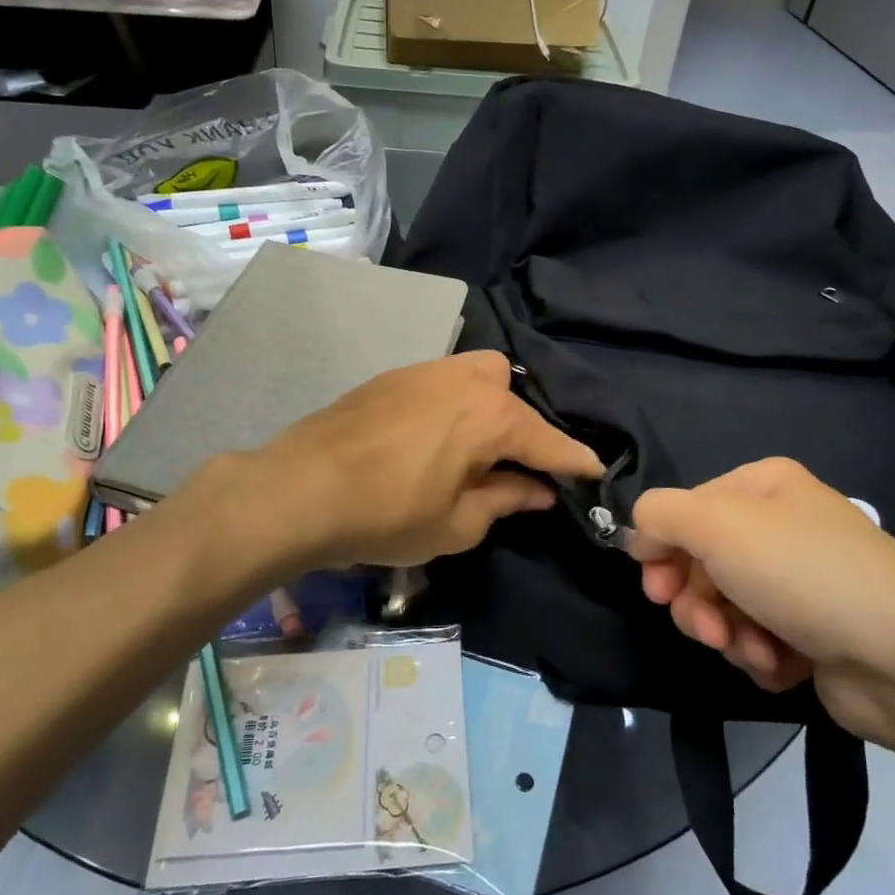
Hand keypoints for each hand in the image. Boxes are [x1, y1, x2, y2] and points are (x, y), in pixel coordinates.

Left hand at [244, 351, 604, 570]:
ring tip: (474, 447)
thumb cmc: (386, 514)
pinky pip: (444, 380)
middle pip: (515, 393)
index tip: (595, 474)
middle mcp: (467, 380)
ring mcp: (427, 370)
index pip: (550, 441)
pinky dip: (455, 402)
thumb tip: (538, 491)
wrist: (300, 487)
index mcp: (492, 417)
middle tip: (513, 466)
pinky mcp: (395, 375)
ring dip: (489, 407)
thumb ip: (506, 500)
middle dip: (525, 427)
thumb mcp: (456, 524)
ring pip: (479, 376)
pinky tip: (434, 435)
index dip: (576, 462)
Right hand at [627, 458, 894, 735]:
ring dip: (727, 634)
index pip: (685, 511)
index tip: (657, 587)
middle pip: (701, 563)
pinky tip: (779, 664)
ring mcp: (798, 582)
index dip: (663, 550)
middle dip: (697, 602)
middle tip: (708, 627)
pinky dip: (758, 655)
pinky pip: (756, 640)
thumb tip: (641, 537)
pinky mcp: (812, 633)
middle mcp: (780, 527)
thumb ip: (658, 515)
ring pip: (724, 607)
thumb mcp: (716, 523)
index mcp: (762, 486)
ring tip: (753, 649)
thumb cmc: (802, 573)